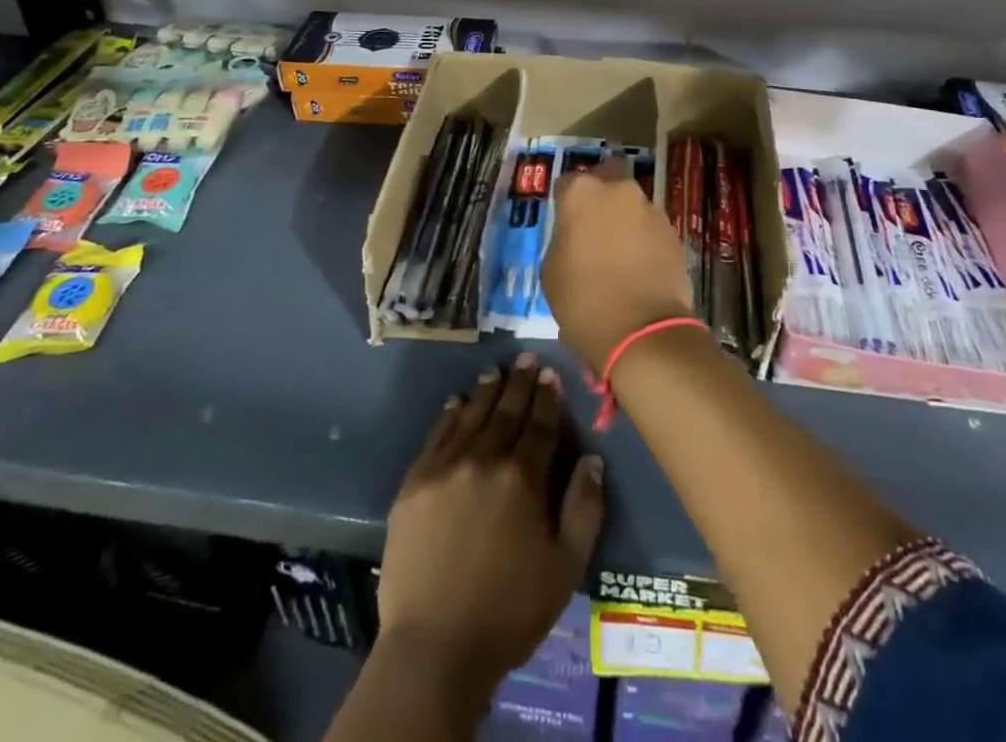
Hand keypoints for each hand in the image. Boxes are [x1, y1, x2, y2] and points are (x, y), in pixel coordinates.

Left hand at [376, 355, 604, 698]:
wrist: (435, 647)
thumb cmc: (509, 611)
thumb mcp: (566, 567)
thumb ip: (584, 508)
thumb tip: (591, 458)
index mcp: (523, 478)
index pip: (540, 425)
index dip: (548, 398)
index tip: (551, 375)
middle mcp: (484, 459)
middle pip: (506, 412)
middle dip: (520, 383)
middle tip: (526, 358)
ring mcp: (445, 468)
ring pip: (471, 416)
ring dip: (486, 391)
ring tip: (496, 372)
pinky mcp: (414, 483)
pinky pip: (436, 436)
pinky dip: (449, 414)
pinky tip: (457, 402)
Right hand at [543, 160, 694, 372]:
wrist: (643, 332)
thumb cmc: (583, 300)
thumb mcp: (551, 270)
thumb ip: (563, 239)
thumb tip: (576, 237)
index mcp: (583, 193)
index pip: (568, 184)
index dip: (565, 203)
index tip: (564, 223)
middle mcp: (620, 191)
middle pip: (608, 182)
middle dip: (602, 198)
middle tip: (594, 229)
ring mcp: (652, 210)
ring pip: (632, 206)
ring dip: (625, 221)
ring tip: (619, 255)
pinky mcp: (674, 234)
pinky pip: (651, 230)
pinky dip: (644, 242)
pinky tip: (638, 269)